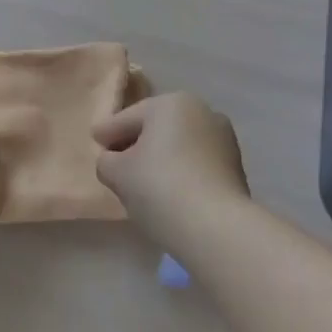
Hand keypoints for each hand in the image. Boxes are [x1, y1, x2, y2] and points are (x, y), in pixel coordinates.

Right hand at [93, 93, 249, 252]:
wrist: (217, 229)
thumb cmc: (159, 188)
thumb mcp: (117, 173)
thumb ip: (106, 161)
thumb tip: (113, 161)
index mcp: (171, 102)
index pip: (128, 118)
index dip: (107, 132)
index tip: (95, 142)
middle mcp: (202, 111)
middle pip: (156, 128)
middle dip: (136, 143)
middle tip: (116, 164)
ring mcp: (224, 139)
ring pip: (179, 146)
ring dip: (162, 158)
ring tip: (145, 183)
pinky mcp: (236, 168)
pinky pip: (197, 164)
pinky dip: (182, 173)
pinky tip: (171, 193)